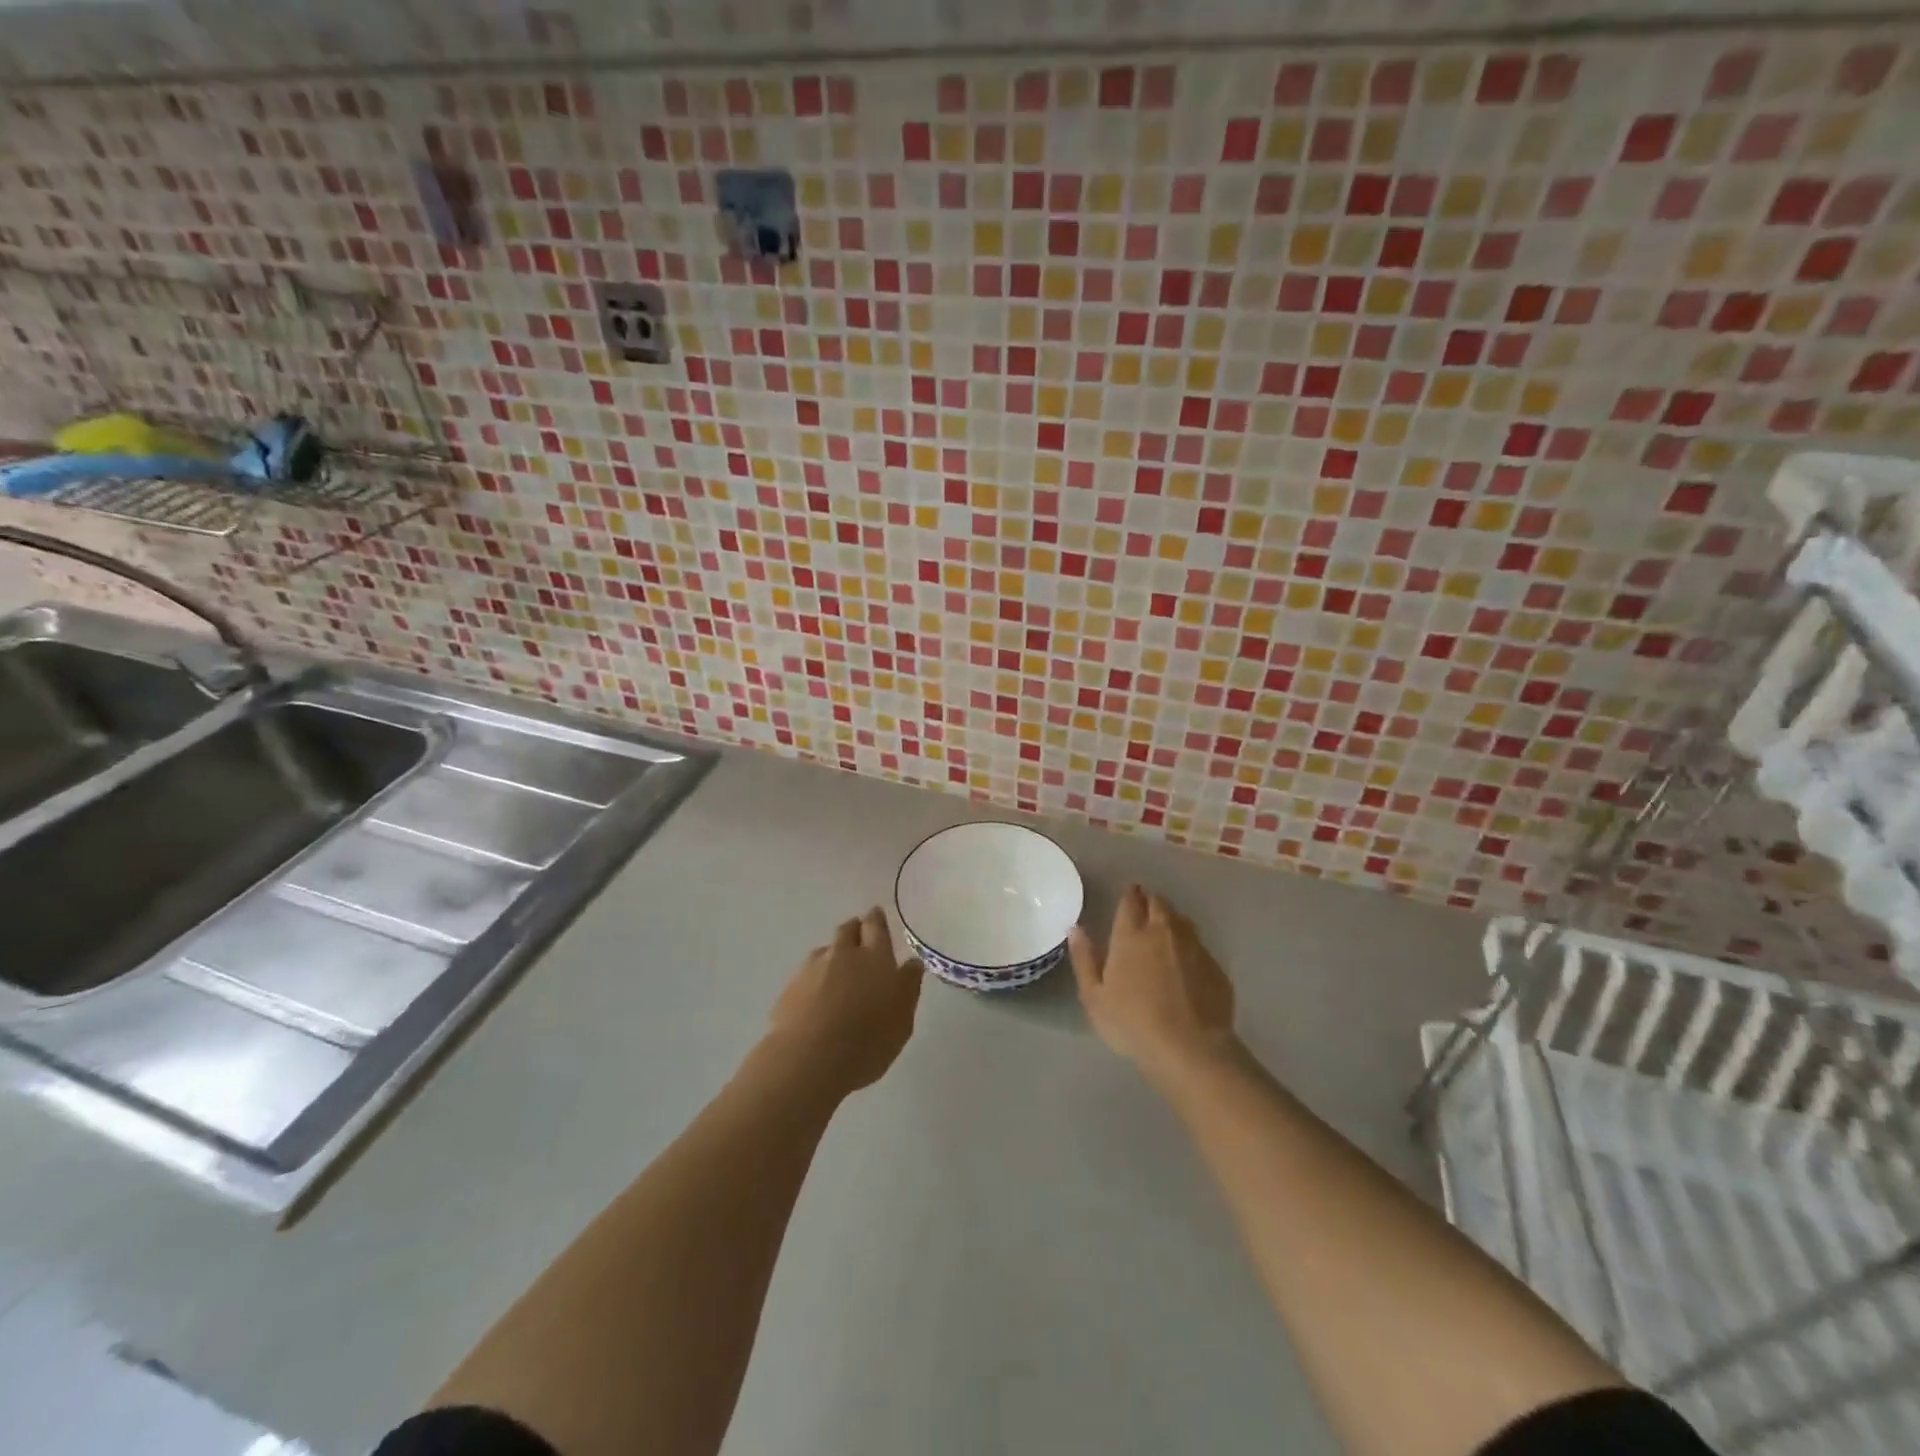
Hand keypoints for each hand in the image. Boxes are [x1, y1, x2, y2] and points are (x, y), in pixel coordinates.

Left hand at [765, 908, 922, 1095]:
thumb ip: (908, 987)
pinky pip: (806, 972)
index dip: (876, 919)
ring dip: (833, 953)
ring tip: (838, 969)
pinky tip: (816, 995)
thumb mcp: (902, 1020)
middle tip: (859, 936)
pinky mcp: (790, 987)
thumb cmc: (867, 1042)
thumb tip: (912, 963)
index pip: (876, 926)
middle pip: (848, 930)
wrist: (808, 1059)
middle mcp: (843, 954)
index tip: (876, 914)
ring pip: (825, 949)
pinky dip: (815, 977)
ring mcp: (812, 968)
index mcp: (875, 957)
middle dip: (855, 929)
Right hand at [1070, 885, 1237, 1086]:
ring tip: (1165, 927)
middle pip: (1159, 904)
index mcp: (1131, 935)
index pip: (1131, 902)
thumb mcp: (1094, 996)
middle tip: (1145, 905)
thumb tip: (1076, 929)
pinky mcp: (1215, 966)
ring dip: (1172, 918)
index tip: (1129, 891)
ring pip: (1182, 920)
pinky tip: (1187, 961)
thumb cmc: (1132, 1022)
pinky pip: (1199, 946)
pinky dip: (1190, 945)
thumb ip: (1084, 959)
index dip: (1130, 894)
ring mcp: (1193, 947)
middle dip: (1151, 900)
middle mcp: (1163, 932)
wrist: (1189, 1047)